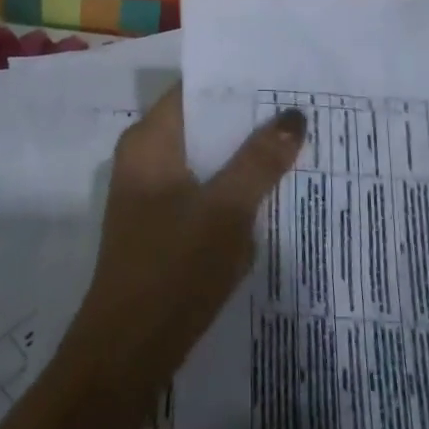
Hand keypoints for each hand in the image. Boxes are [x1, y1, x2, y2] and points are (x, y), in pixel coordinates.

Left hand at [59, 85, 305, 405]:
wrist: (127, 352)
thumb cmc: (173, 268)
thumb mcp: (226, 210)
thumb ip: (260, 161)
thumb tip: (293, 114)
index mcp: (149, 141)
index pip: (194, 90)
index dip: (235, 82)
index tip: (281, 77)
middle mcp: (145, 158)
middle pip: (202, 125)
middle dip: (247, 121)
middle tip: (300, 111)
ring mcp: (150, 194)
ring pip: (205, 161)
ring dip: (242, 158)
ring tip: (295, 146)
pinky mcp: (161, 226)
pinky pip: (202, 192)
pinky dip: (231, 189)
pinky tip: (270, 196)